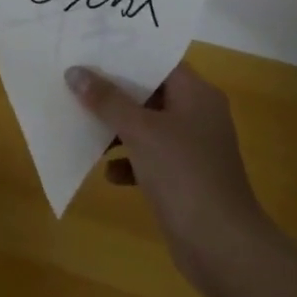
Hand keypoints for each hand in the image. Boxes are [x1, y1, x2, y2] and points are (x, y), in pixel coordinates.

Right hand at [65, 63, 267, 289]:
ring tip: (83, 127)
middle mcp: (197, 116)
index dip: (125, 55)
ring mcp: (191, 149)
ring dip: (116, 129)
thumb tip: (75, 72)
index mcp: (197, 95)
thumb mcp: (140, 131)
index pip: (159, 62)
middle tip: (76, 84)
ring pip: (146, 127)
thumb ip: (106, 100)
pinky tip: (109, 173)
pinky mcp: (183, 178)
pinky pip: (149, 158)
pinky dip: (128, 161)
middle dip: (113, 93)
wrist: (221, 246)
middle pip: (149, 93)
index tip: (90, 50)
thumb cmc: (183, 175)